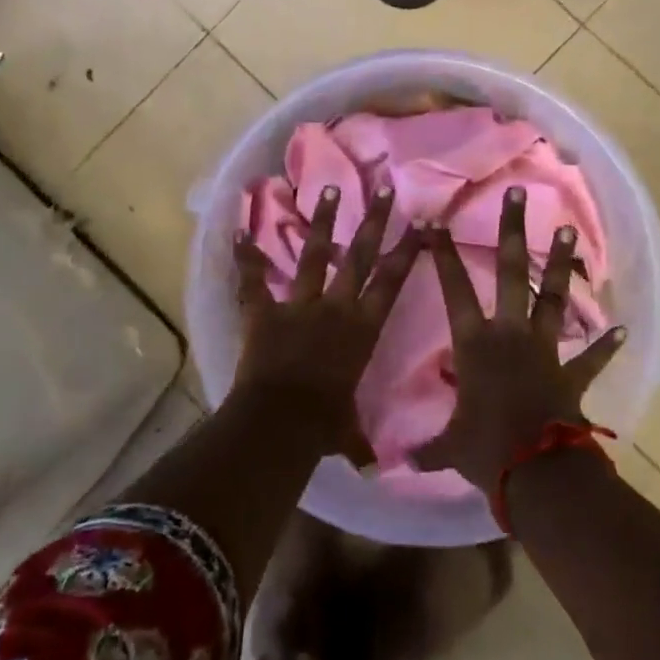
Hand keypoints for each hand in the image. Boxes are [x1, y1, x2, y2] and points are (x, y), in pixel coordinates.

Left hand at [233, 184, 417, 461]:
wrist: (282, 420)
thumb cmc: (324, 426)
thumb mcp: (348, 432)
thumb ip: (359, 443)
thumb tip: (375, 470)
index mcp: (362, 329)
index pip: (392, 282)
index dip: (408, 252)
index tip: (422, 225)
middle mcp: (336, 307)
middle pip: (360, 256)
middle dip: (375, 221)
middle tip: (386, 189)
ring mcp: (299, 304)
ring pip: (315, 254)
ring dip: (323, 221)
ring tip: (329, 189)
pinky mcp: (264, 311)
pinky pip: (253, 280)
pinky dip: (245, 256)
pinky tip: (238, 229)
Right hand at [413, 185, 627, 492]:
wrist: (538, 472)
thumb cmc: (485, 449)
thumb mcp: (449, 446)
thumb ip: (426, 448)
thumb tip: (394, 465)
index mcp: (474, 342)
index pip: (453, 288)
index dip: (442, 253)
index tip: (436, 220)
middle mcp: (509, 333)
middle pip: (509, 270)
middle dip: (512, 230)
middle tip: (518, 193)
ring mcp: (544, 349)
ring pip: (552, 296)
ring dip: (561, 263)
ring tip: (569, 229)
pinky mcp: (572, 373)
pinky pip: (591, 356)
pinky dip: (606, 344)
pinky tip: (623, 328)